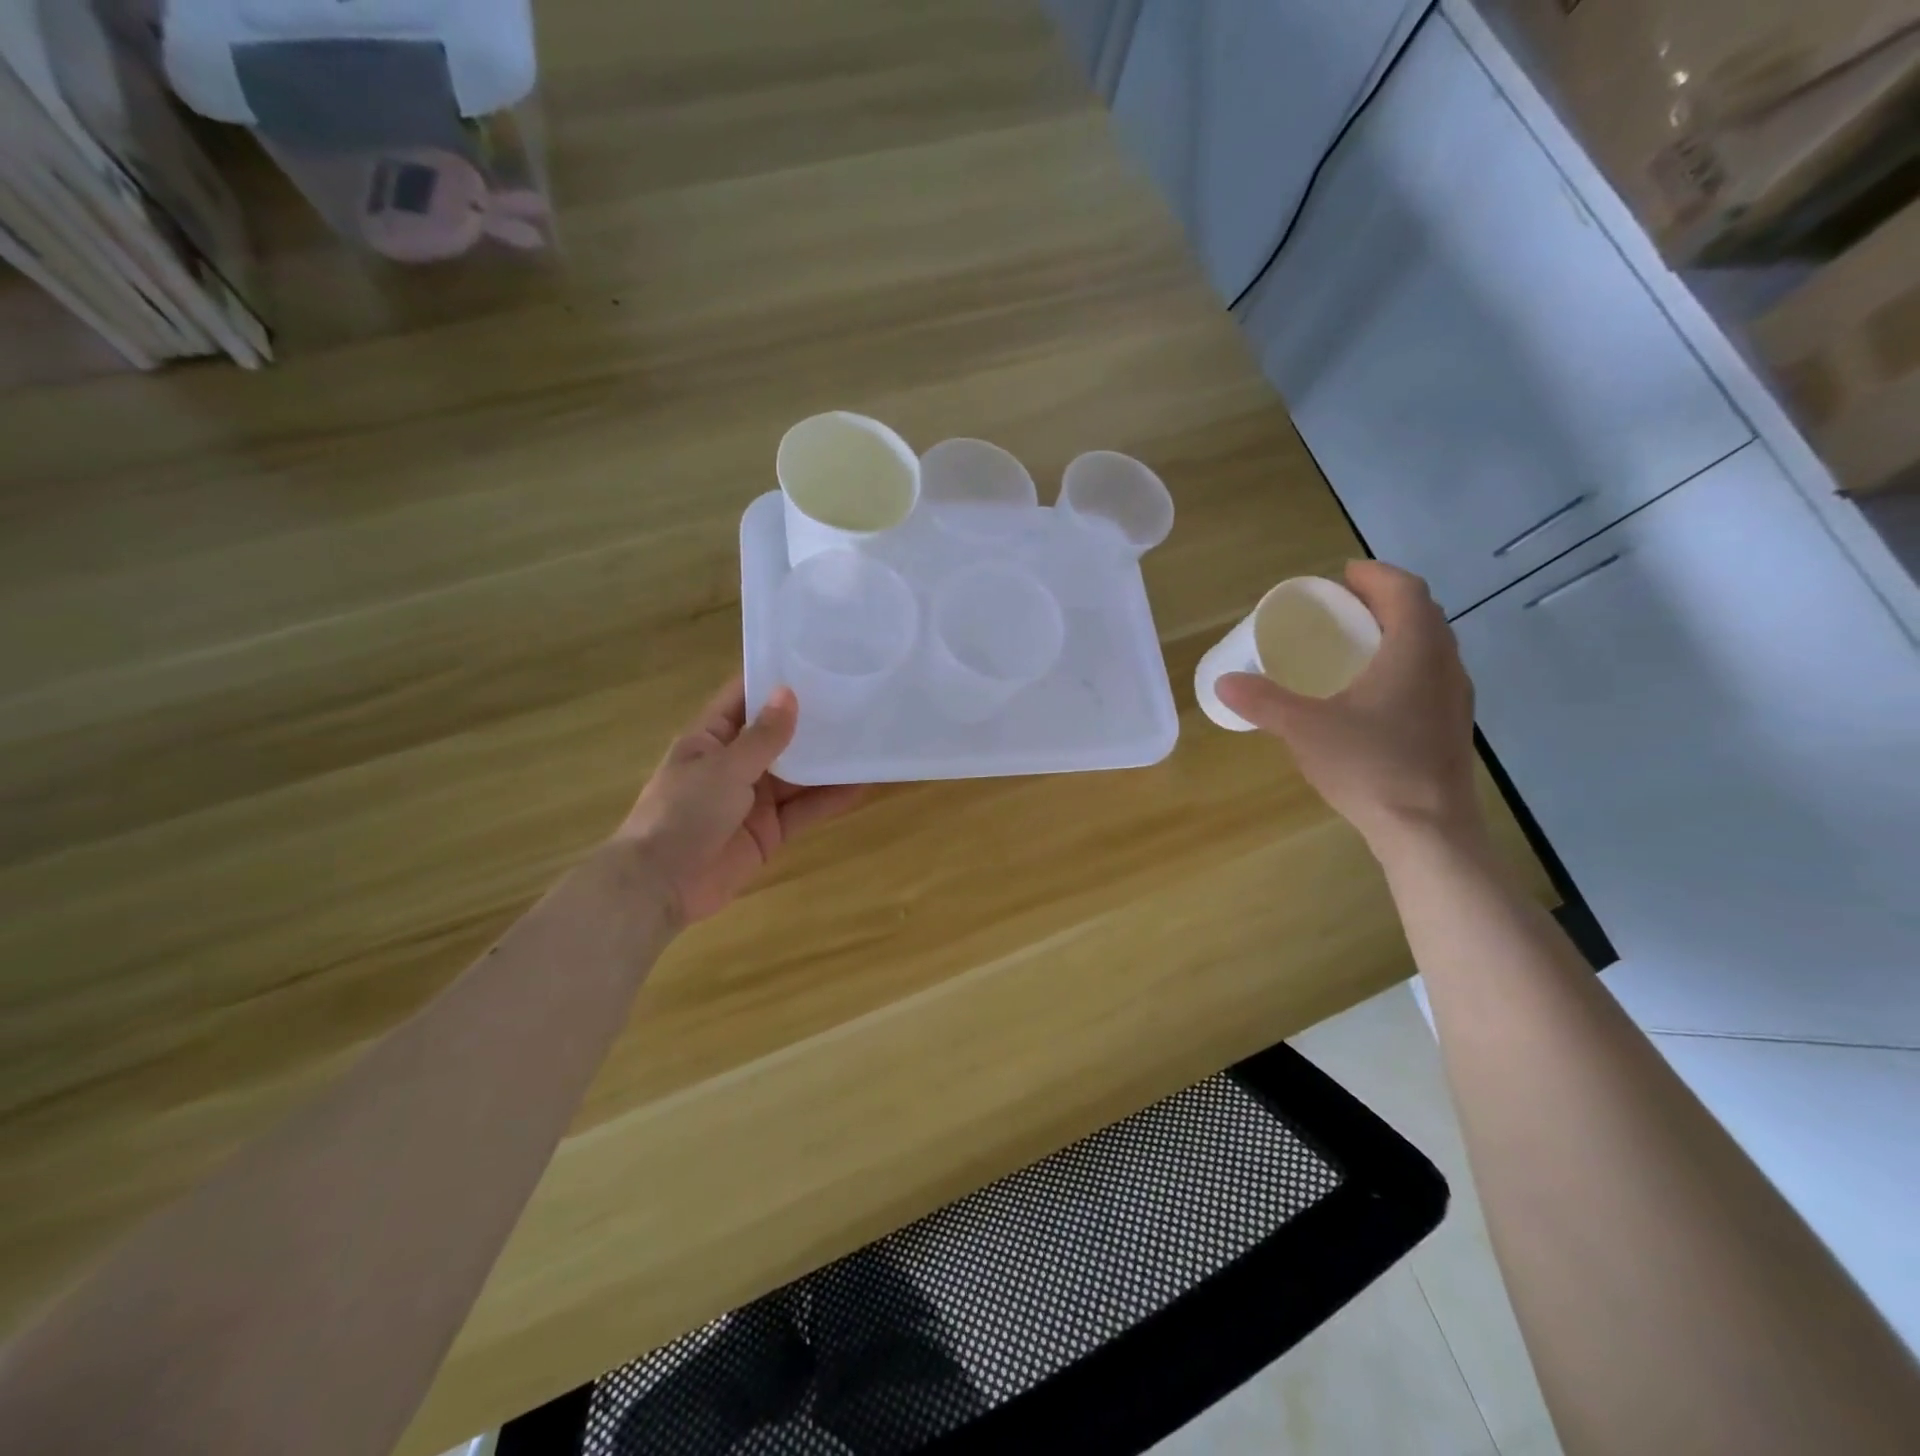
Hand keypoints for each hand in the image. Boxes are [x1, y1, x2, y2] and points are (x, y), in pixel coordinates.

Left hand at [615, 678, 864, 924]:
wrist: (661, 886)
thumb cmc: (683, 813)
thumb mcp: (724, 768)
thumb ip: (763, 736)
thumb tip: (789, 693)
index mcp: (711, 739)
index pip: (744, 699)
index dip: (774, 681)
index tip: (815, 661)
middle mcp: (734, 764)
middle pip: (778, 736)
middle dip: (812, 721)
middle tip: (856, 698)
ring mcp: (753, 799)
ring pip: (797, 774)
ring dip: (826, 761)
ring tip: (868, 739)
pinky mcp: (770, 831)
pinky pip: (804, 810)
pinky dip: (830, 799)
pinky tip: (861, 784)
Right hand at [1215, 561, 1484, 854]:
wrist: (1428, 831)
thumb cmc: (1370, 767)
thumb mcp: (1305, 729)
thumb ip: (1263, 702)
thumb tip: (1223, 682)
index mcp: (1415, 650)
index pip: (1405, 590)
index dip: (1374, 575)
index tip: (1341, 576)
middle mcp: (1444, 665)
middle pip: (1421, 614)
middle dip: (1382, 602)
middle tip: (1341, 608)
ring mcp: (1454, 698)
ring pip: (1430, 647)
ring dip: (1396, 634)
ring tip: (1354, 646)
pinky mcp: (1452, 728)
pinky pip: (1429, 676)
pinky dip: (1402, 665)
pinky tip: (1372, 694)